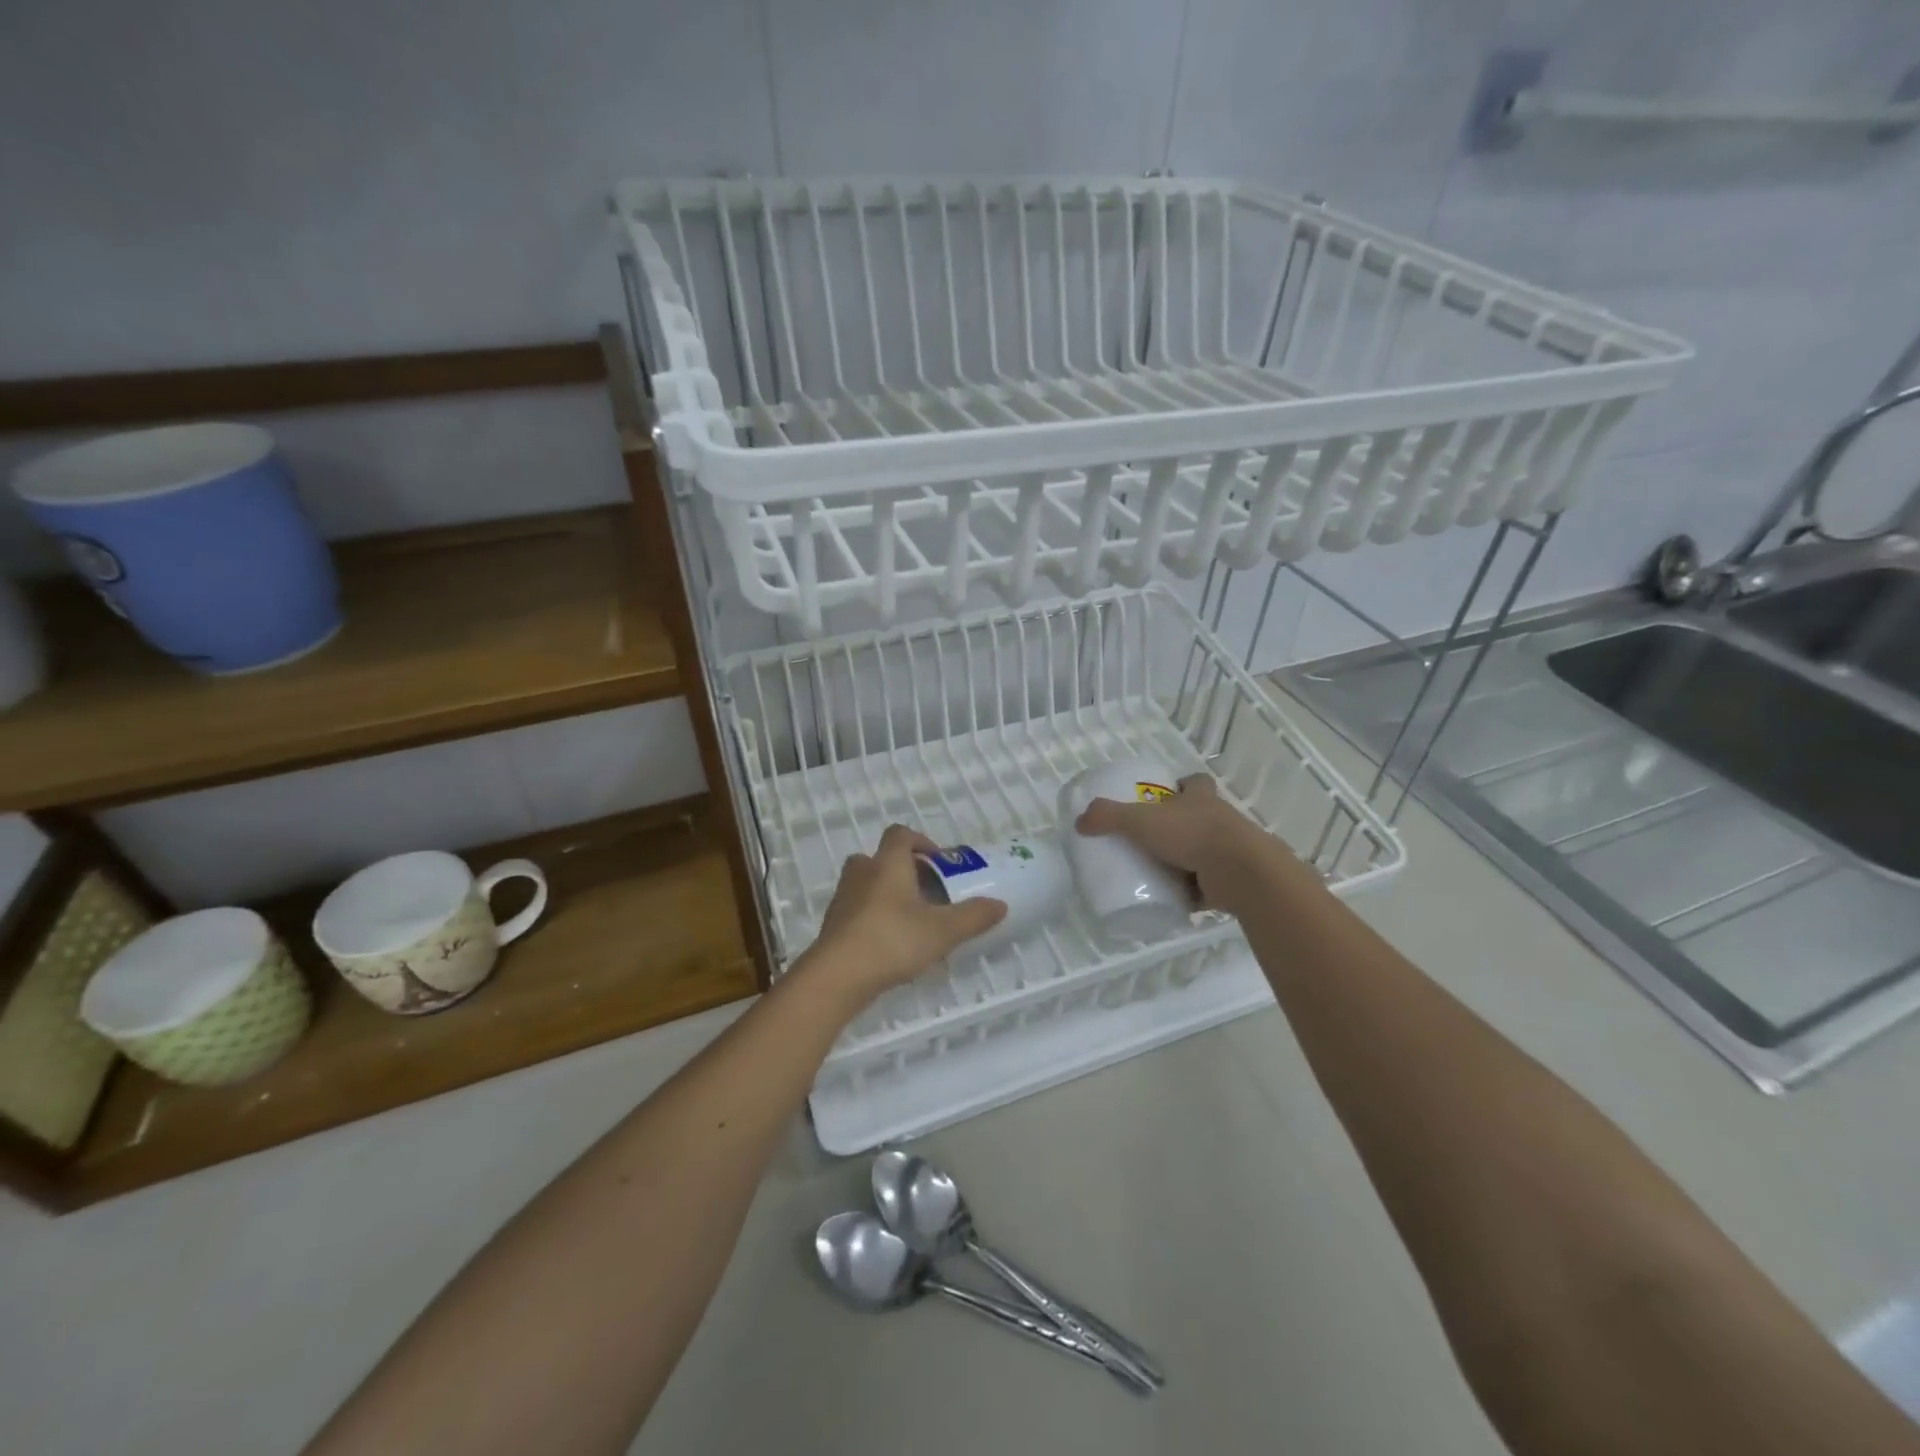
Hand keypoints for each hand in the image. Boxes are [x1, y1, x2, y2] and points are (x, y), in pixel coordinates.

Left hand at [796, 824, 1006, 1003]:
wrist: (837, 976)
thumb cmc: (892, 940)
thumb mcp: (942, 930)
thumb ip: (973, 916)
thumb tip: (1001, 905)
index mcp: (888, 863)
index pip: (900, 834)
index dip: (920, 841)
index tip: (939, 861)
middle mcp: (862, 873)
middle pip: (880, 858)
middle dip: (903, 870)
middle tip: (927, 892)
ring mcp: (843, 899)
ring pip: (866, 885)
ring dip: (886, 894)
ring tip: (910, 920)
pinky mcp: (833, 925)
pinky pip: (856, 910)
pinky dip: (872, 918)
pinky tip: (889, 944)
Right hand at [1073, 774, 1310, 910]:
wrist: (1240, 873)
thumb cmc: (1192, 835)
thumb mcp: (1141, 821)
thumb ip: (1109, 817)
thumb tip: (1079, 822)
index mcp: (1201, 799)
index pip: (1196, 782)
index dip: (1182, 785)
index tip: (1166, 794)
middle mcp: (1219, 820)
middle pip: (1200, 817)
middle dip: (1180, 826)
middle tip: (1149, 840)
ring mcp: (1229, 851)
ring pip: (1205, 851)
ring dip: (1186, 860)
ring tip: (1155, 872)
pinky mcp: (1232, 881)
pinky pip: (1207, 887)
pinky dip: (1191, 893)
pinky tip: (1170, 901)